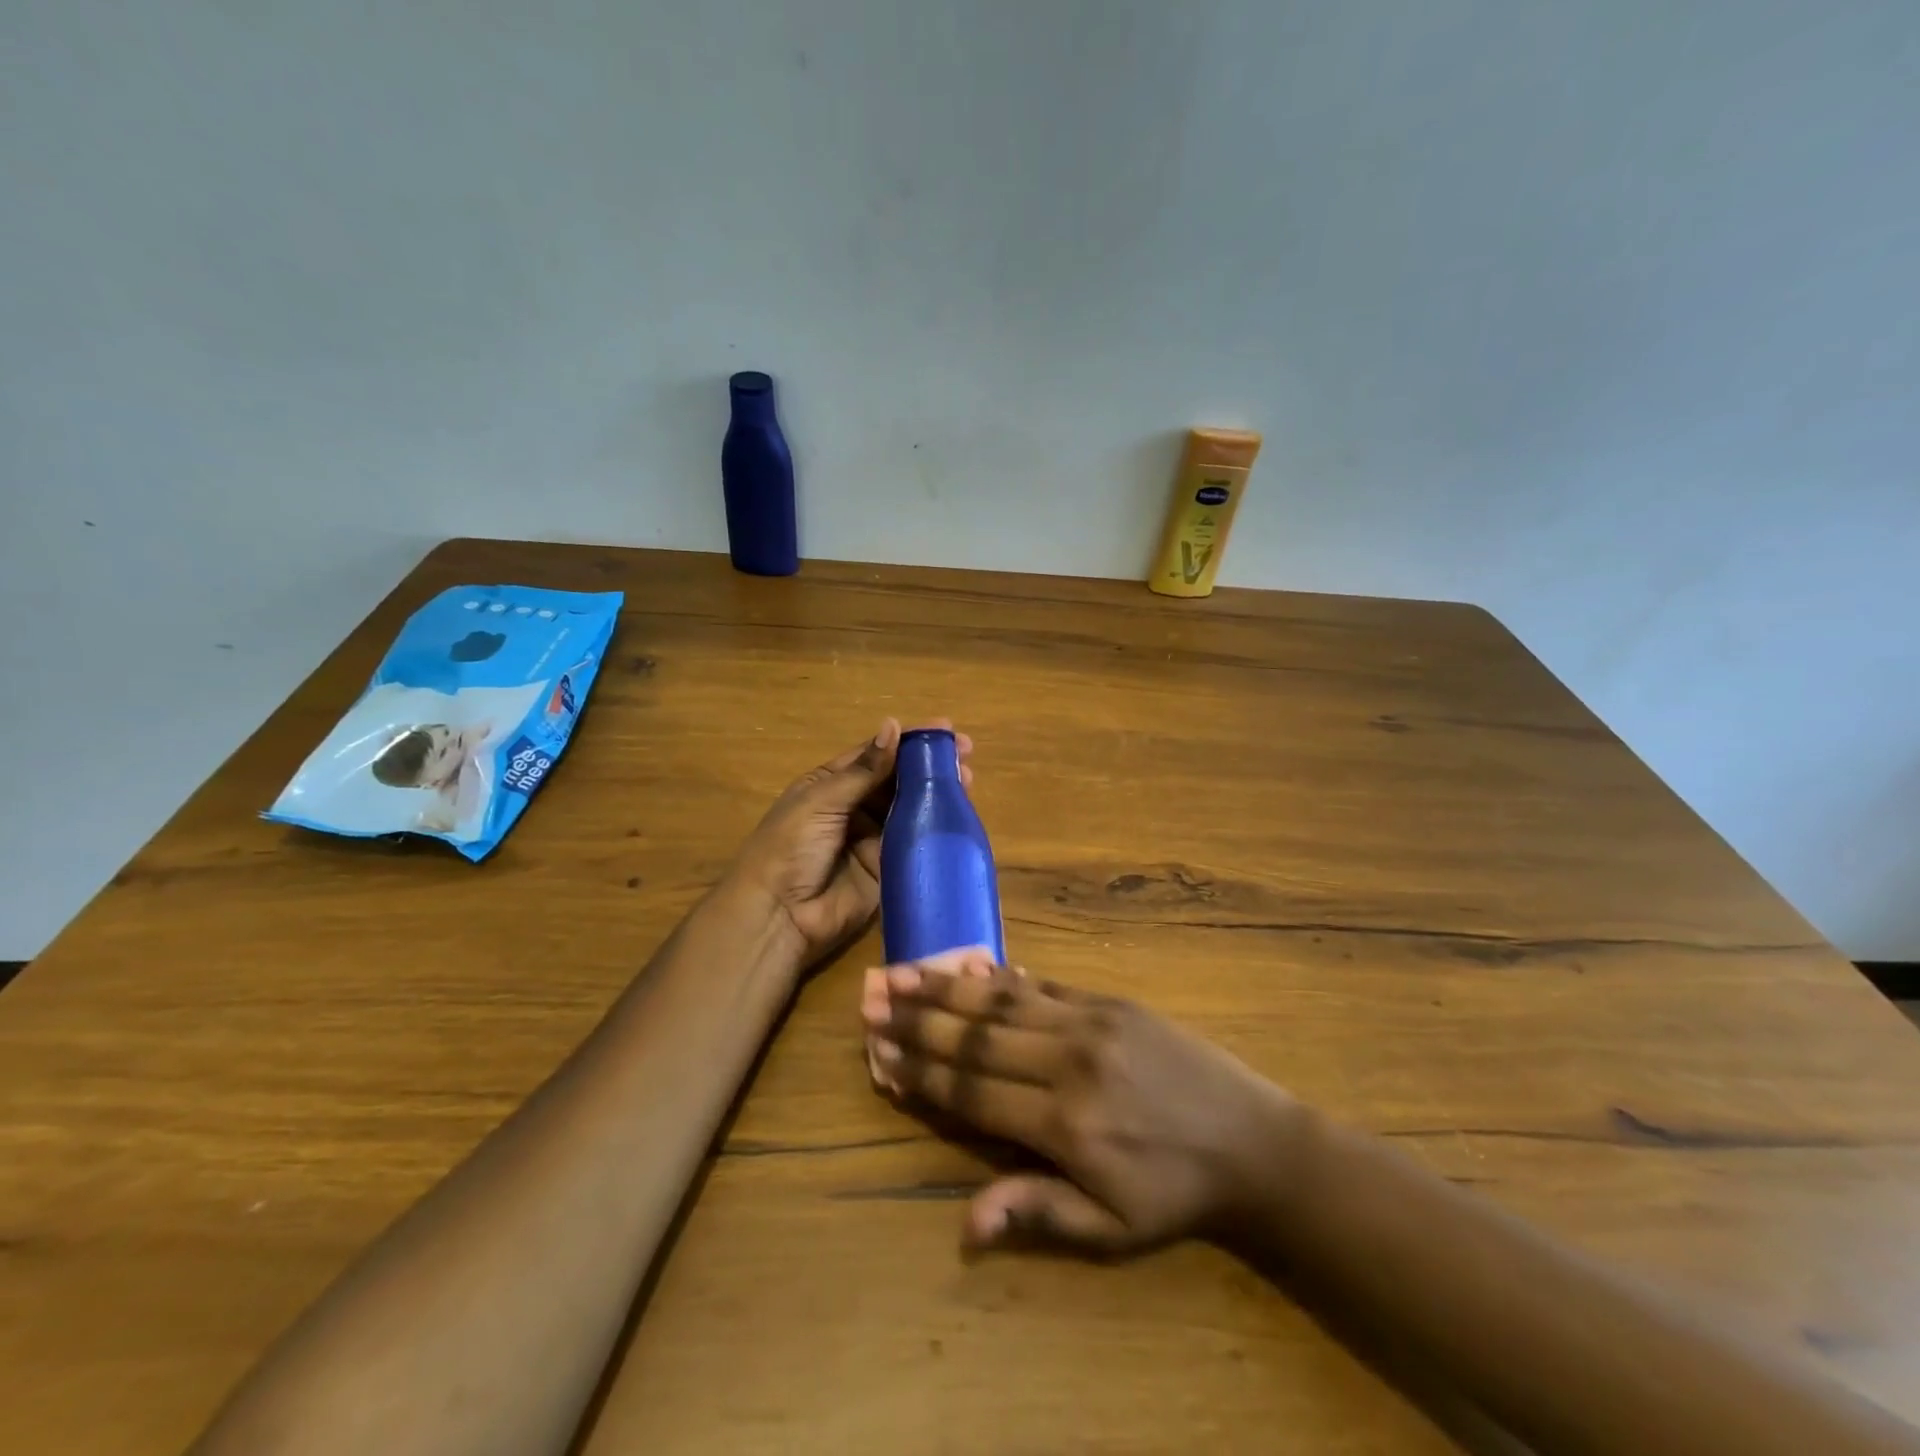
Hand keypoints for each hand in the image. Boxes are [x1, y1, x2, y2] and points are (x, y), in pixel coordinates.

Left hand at [730, 719, 973, 968]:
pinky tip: (958, 813)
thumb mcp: (823, 800)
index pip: (876, 754)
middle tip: (965, 753)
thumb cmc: (789, 846)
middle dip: (929, 764)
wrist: (778, 915)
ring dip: (936, 791)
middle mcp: (854, 807)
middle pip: (897, 779)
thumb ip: (864, 770)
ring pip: (910, 807)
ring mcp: (872, 838)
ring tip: (967, 778)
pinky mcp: (887, 868)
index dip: (908, 740)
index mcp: (831, 783)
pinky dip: (934, 827)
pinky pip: (913, 842)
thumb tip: (893, 725)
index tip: (944, 729)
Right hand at [862, 955, 1296, 1256]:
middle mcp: (1067, 1060)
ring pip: (1003, 999)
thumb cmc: (1176, 1195)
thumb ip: (1038, 1213)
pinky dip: (1001, 974)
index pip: (972, 1090)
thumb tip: (965, 1225)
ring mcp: (1089, 1021)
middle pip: (977, 1035)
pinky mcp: (1110, 1001)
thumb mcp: (1112, 1230)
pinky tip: (969, 964)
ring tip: (903, 970)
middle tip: (872, 997)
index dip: (921, 1071)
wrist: (1255, 1142)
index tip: (878, 1051)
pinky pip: (1044, 983)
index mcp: (1062, 1122)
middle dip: (919, 1017)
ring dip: (948, 985)